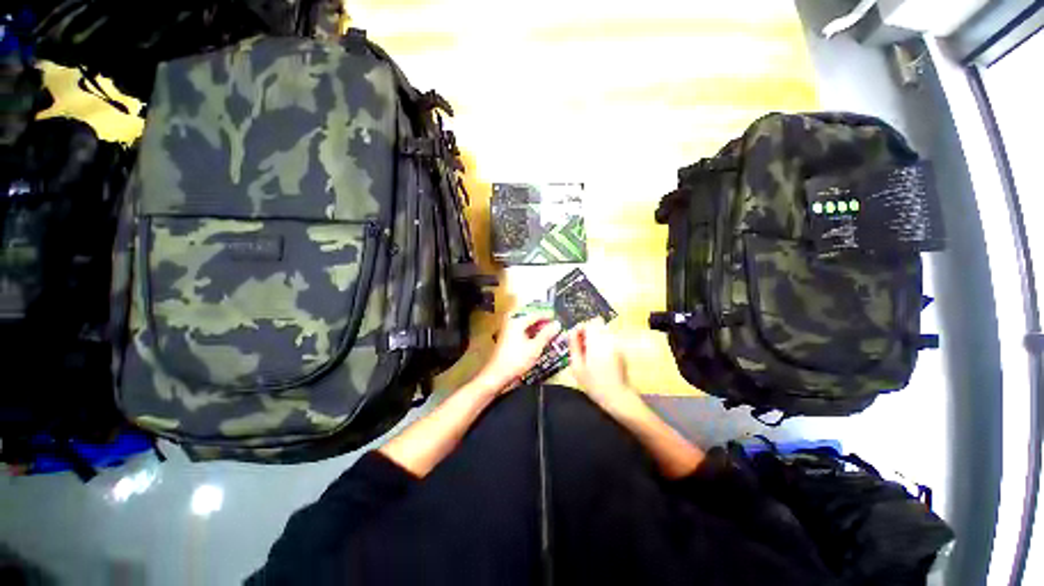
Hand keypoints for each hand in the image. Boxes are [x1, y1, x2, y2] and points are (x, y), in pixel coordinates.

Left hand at [473, 307, 562, 394]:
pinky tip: (538, 342)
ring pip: (526, 327)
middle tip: (555, 330)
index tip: (559, 323)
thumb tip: (557, 324)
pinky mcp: (507, 339)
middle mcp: (512, 323)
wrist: (497, 375)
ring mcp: (508, 331)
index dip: (548, 318)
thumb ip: (546, 334)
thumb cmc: (516, 360)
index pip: (536, 315)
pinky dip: (531, 336)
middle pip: (530, 320)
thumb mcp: (535, 347)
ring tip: (549, 336)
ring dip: (537, 330)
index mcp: (518, 322)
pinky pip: (522, 332)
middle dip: (543, 324)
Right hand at [567, 319, 640, 413]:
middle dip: (588, 330)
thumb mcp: (577, 367)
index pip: (589, 323)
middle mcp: (608, 339)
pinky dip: (602, 341)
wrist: (617, 396)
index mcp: (596, 342)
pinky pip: (609, 337)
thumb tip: (571, 332)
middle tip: (581, 343)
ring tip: (589, 350)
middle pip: (597, 323)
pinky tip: (598, 356)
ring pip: (604, 329)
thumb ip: (574, 346)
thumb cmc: (594, 383)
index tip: (575, 338)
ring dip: (595, 335)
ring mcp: (617, 343)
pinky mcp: (621, 349)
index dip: (580, 328)